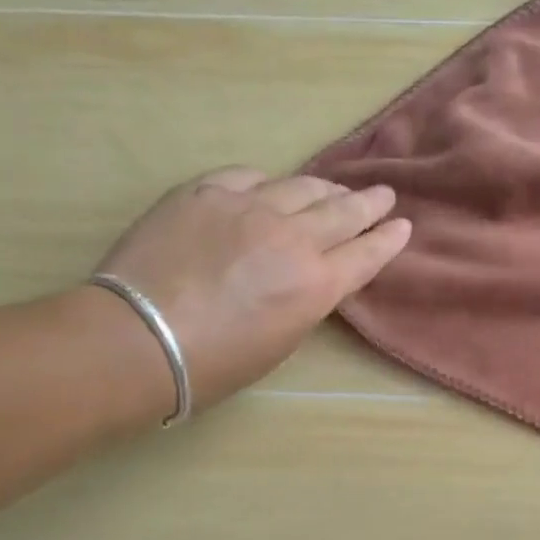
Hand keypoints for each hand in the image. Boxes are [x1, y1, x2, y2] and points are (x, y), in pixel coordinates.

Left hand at [92, 167, 410, 415]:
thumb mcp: (281, 341)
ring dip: (325, 188)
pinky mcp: (205, 192)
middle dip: (369, 203)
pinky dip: (267, 182)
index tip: (402, 225)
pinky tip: (270, 185)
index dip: (388, 239)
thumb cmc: (214, 363)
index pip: (366, 254)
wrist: (137, 339)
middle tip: (382, 194)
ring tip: (335, 187)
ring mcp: (248, 208)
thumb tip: (310, 275)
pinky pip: (248, 176)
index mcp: (316, 284)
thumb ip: (306, 299)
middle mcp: (292, 238)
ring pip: (301, 187)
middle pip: (343, 212)